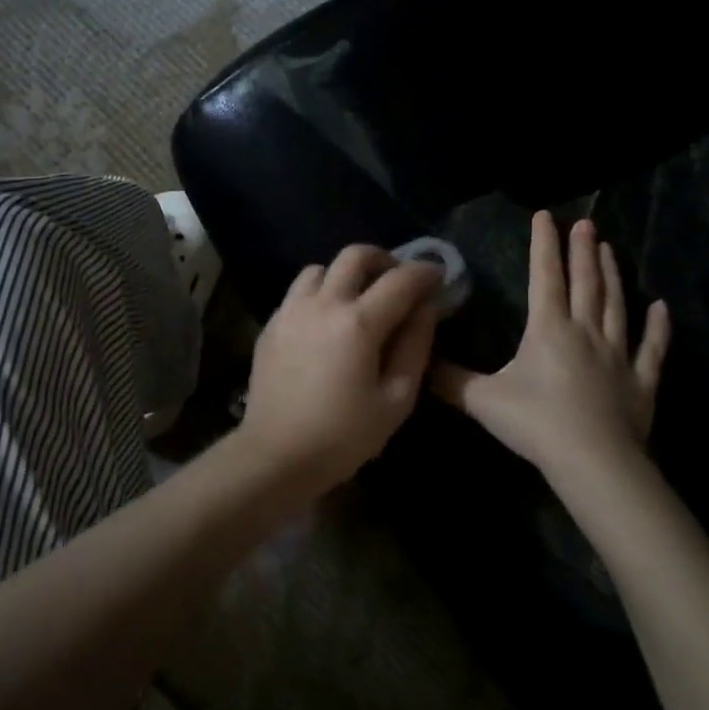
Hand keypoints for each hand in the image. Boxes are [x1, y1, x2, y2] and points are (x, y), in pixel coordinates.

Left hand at [241, 244, 444, 489]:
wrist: (276, 454)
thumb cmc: (344, 435)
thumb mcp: (396, 400)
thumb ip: (415, 347)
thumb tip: (426, 309)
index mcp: (358, 323)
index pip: (400, 280)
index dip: (424, 272)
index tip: (437, 276)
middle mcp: (323, 304)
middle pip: (354, 255)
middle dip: (383, 259)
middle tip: (397, 279)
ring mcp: (291, 311)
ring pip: (320, 268)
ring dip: (345, 274)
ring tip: (357, 299)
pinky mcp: (271, 324)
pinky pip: (298, 292)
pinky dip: (319, 294)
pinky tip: (325, 322)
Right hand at [434, 211, 668, 480]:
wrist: (593, 462)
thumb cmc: (536, 423)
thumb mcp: (482, 400)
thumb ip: (449, 379)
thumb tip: (418, 361)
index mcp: (548, 329)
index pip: (545, 276)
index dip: (544, 245)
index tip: (546, 216)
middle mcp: (585, 331)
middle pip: (585, 282)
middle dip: (583, 250)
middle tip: (586, 223)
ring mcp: (618, 355)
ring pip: (616, 305)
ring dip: (613, 275)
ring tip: (610, 249)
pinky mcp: (641, 382)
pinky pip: (652, 348)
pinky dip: (658, 327)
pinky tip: (661, 307)